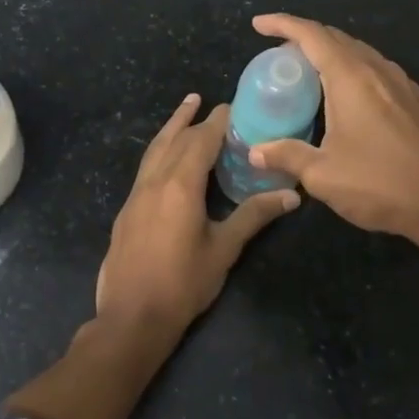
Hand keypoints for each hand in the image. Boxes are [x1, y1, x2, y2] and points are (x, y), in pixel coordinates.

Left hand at [96, 93, 299, 329]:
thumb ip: (253, 217)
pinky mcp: (126, 209)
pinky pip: (145, 167)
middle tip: (207, 102)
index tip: (232, 107)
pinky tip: (165, 159)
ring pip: (154, 150)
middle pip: (174, 139)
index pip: (201, 141)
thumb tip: (291, 196)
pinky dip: (159, 151)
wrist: (131, 317)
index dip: (217, 122)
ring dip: (170, 128)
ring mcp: (136, 194)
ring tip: (183, 110)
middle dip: (193, 119)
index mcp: (180, 185)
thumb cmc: (183, 284)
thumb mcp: (223, 249)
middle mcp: (154, 181)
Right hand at [246, 15, 418, 282]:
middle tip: (278, 53)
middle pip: (337, 38)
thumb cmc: (383, 185)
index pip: (312, 36)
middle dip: (304, 37)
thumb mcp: (324, 176)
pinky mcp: (417, 103)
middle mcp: (378, 72)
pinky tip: (345, 95)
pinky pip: (376, 70)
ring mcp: (403, 85)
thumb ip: (287, 156)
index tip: (259, 24)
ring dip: (330, 53)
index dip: (283, 24)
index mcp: (352, 79)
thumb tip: (255, 151)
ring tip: (307, 71)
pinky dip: (351, 69)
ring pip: (360, 53)